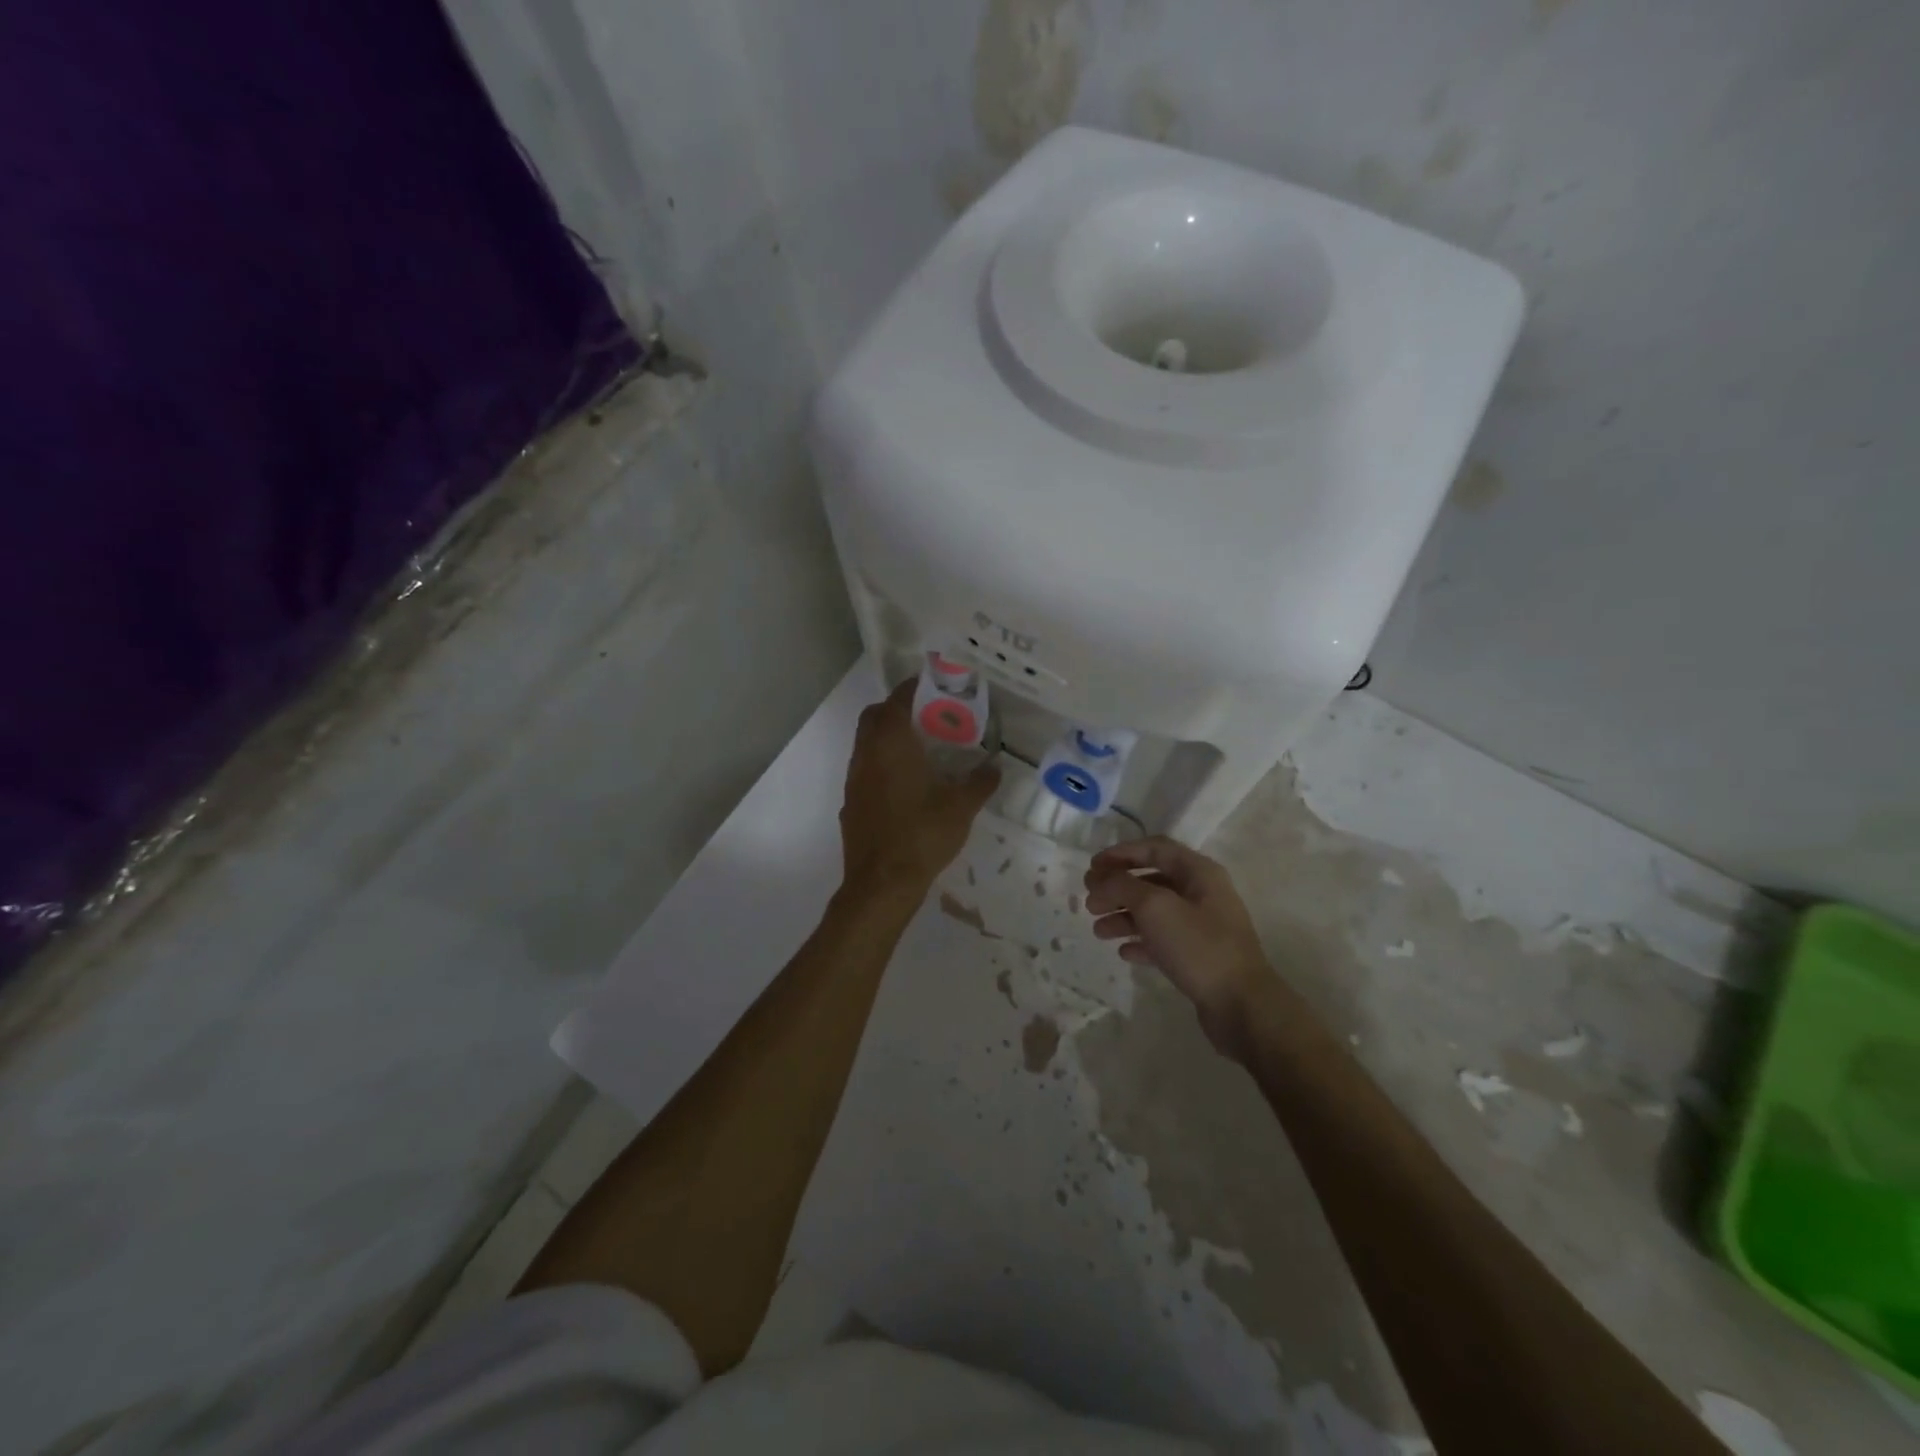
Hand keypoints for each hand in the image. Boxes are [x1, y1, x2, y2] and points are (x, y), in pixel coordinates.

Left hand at [839, 681, 999, 897]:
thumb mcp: (961, 808)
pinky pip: (864, 770)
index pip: (898, 700)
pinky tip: (905, 786)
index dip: (914, 688)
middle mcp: (866, 754)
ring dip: (887, 738)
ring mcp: (854, 779)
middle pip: (875, 716)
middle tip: (928, 718)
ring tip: (920, 750)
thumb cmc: (922, 835)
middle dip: (897, 710)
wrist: (881, 883)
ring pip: (866, 743)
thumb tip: (995, 767)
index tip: (934, 686)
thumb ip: (980, 783)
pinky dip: (881, 765)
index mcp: (891, 744)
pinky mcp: (850, 803)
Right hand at [1084, 837, 1271, 1058]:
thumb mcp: (1154, 907)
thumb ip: (1122, 886)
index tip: (1092, 867)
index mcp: (1199, 872)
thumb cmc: (1198, 946)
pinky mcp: (1200, 956)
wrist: (1241, 1005)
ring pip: (1155, 912)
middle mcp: (1203, 893)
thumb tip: (1101, 880)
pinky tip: (1123, 952)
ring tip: (1098, 930)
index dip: (1121, 853)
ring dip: (1124, 916)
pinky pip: (1164, 940)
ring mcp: (1203, 926)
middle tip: (1090, 902)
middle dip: (1118, 888)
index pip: (1154, 848)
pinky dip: (1141, 941)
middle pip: (1152, 880)